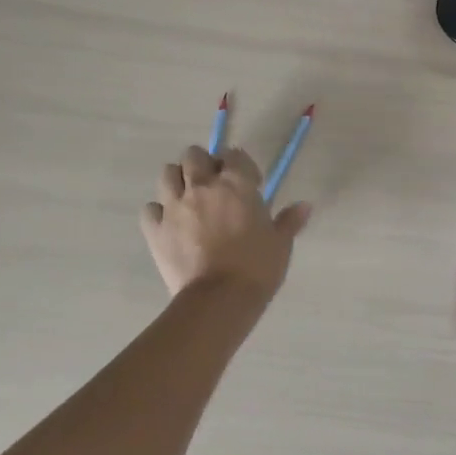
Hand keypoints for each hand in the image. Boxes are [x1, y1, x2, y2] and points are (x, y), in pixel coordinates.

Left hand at [141, 146, 310, 304]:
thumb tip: (305, 205)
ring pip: (167, 174)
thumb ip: (289, 220)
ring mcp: (175, 206)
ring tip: (189, 198)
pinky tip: (169, 223)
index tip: (250, 184)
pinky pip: (150, 209)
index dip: (240, 165)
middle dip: (203, 165)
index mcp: (237, 183)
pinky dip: (158, 212)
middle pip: (194, 155)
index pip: (233, 154)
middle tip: (214, 186)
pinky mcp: (156, 230)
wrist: (219, 300)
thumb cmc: (256, 267)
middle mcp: (203, 185)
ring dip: (178, 180)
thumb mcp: (280, 243)